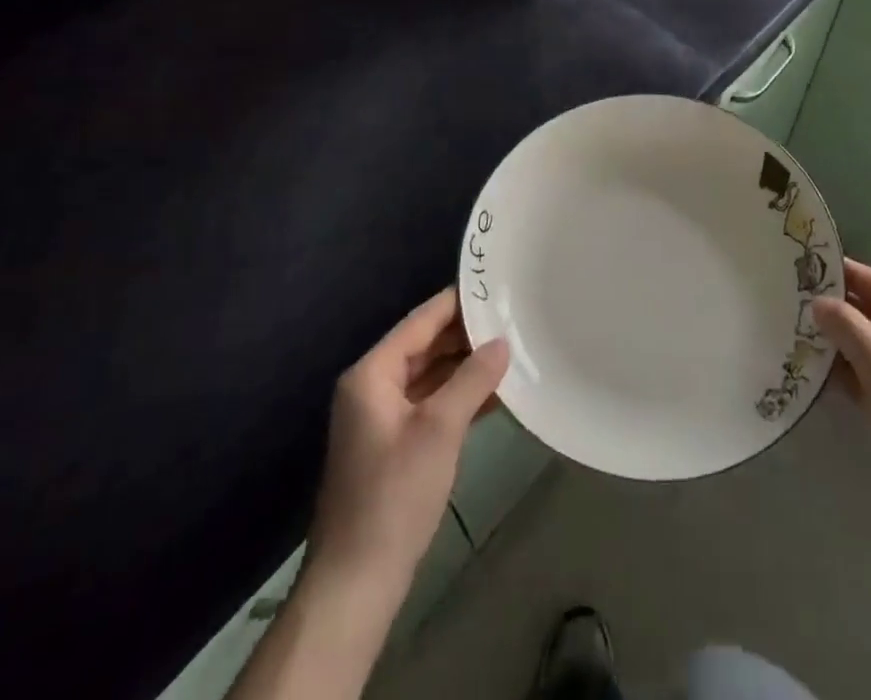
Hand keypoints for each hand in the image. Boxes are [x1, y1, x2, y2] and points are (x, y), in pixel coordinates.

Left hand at [308, 288, 509, 592]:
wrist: (356, 582)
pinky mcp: (394, 445)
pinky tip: (495, 394)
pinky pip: (430, 404)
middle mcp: (373, 387)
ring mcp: (382, 418)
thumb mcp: (439, 430)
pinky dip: (459, 396)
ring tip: (512, 351)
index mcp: (372, 373)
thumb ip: (472, 379)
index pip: (421, 321)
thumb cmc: (394, 495)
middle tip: (513, 319)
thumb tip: (502, 342)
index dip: (458, 302)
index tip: (496, 287)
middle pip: (425, 345)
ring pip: (431, 376)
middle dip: (467, 336)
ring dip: (466, 367)